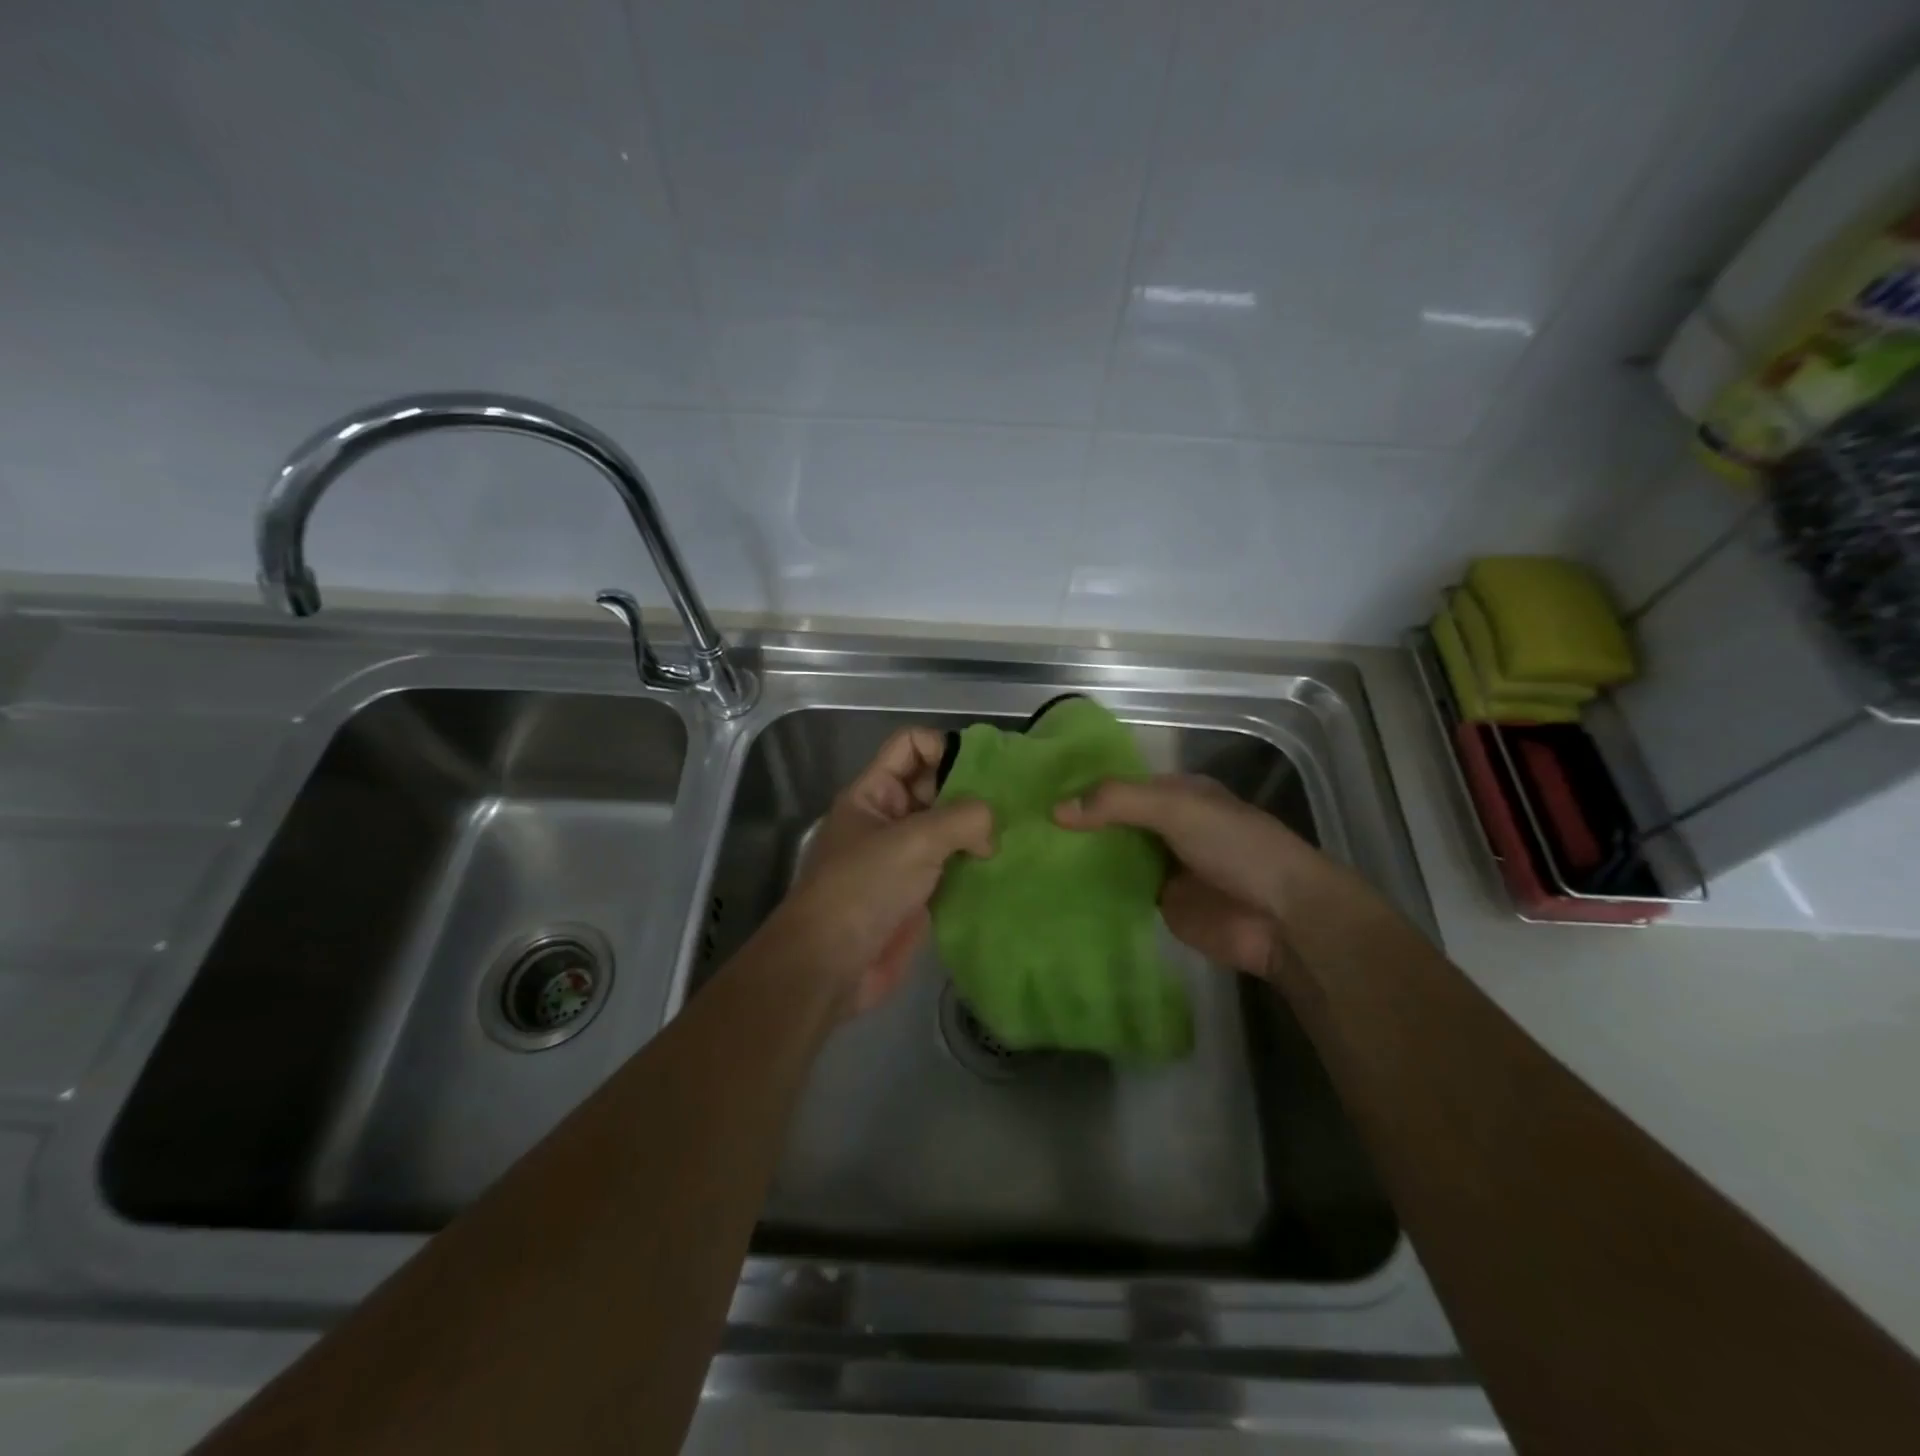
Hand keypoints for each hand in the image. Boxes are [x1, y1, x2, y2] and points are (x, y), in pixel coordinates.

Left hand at [775, 729, 992, 1016]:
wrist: (830, 966)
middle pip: (935, 785)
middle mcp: (888, 819)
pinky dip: (976, 866)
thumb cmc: (863, 889)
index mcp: (873, 793)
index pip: (910, 746)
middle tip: (1015, 802)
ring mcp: (903, 859)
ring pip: (947, 829)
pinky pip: (952, 868)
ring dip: (978, 831)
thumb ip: (961, 819)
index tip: (985, 770)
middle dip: (971, 789)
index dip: (944, 746)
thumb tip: (990, 828)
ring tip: (1019, 833)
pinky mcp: (918, 894)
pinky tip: (1008, 866)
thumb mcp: (913, 841)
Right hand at [1054, 774, 1332, 978]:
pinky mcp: (1159, 903)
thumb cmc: (1235, 847)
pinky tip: (1053, 887)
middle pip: (1113, 819)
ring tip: (1027, 854)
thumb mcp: (1177, 808)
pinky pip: (1118, 890)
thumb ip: (1118, 802)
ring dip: (1081, 855)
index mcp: (1177, 793)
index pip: (1120, 783)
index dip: (1083, 785)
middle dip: (1077, 822)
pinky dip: (1092, 887)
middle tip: (1021, 825)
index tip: (1036, 791)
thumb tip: (1055, 809)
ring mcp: (1163, 866)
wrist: (1281, 918)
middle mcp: (1167, 825)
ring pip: (1113, 854)